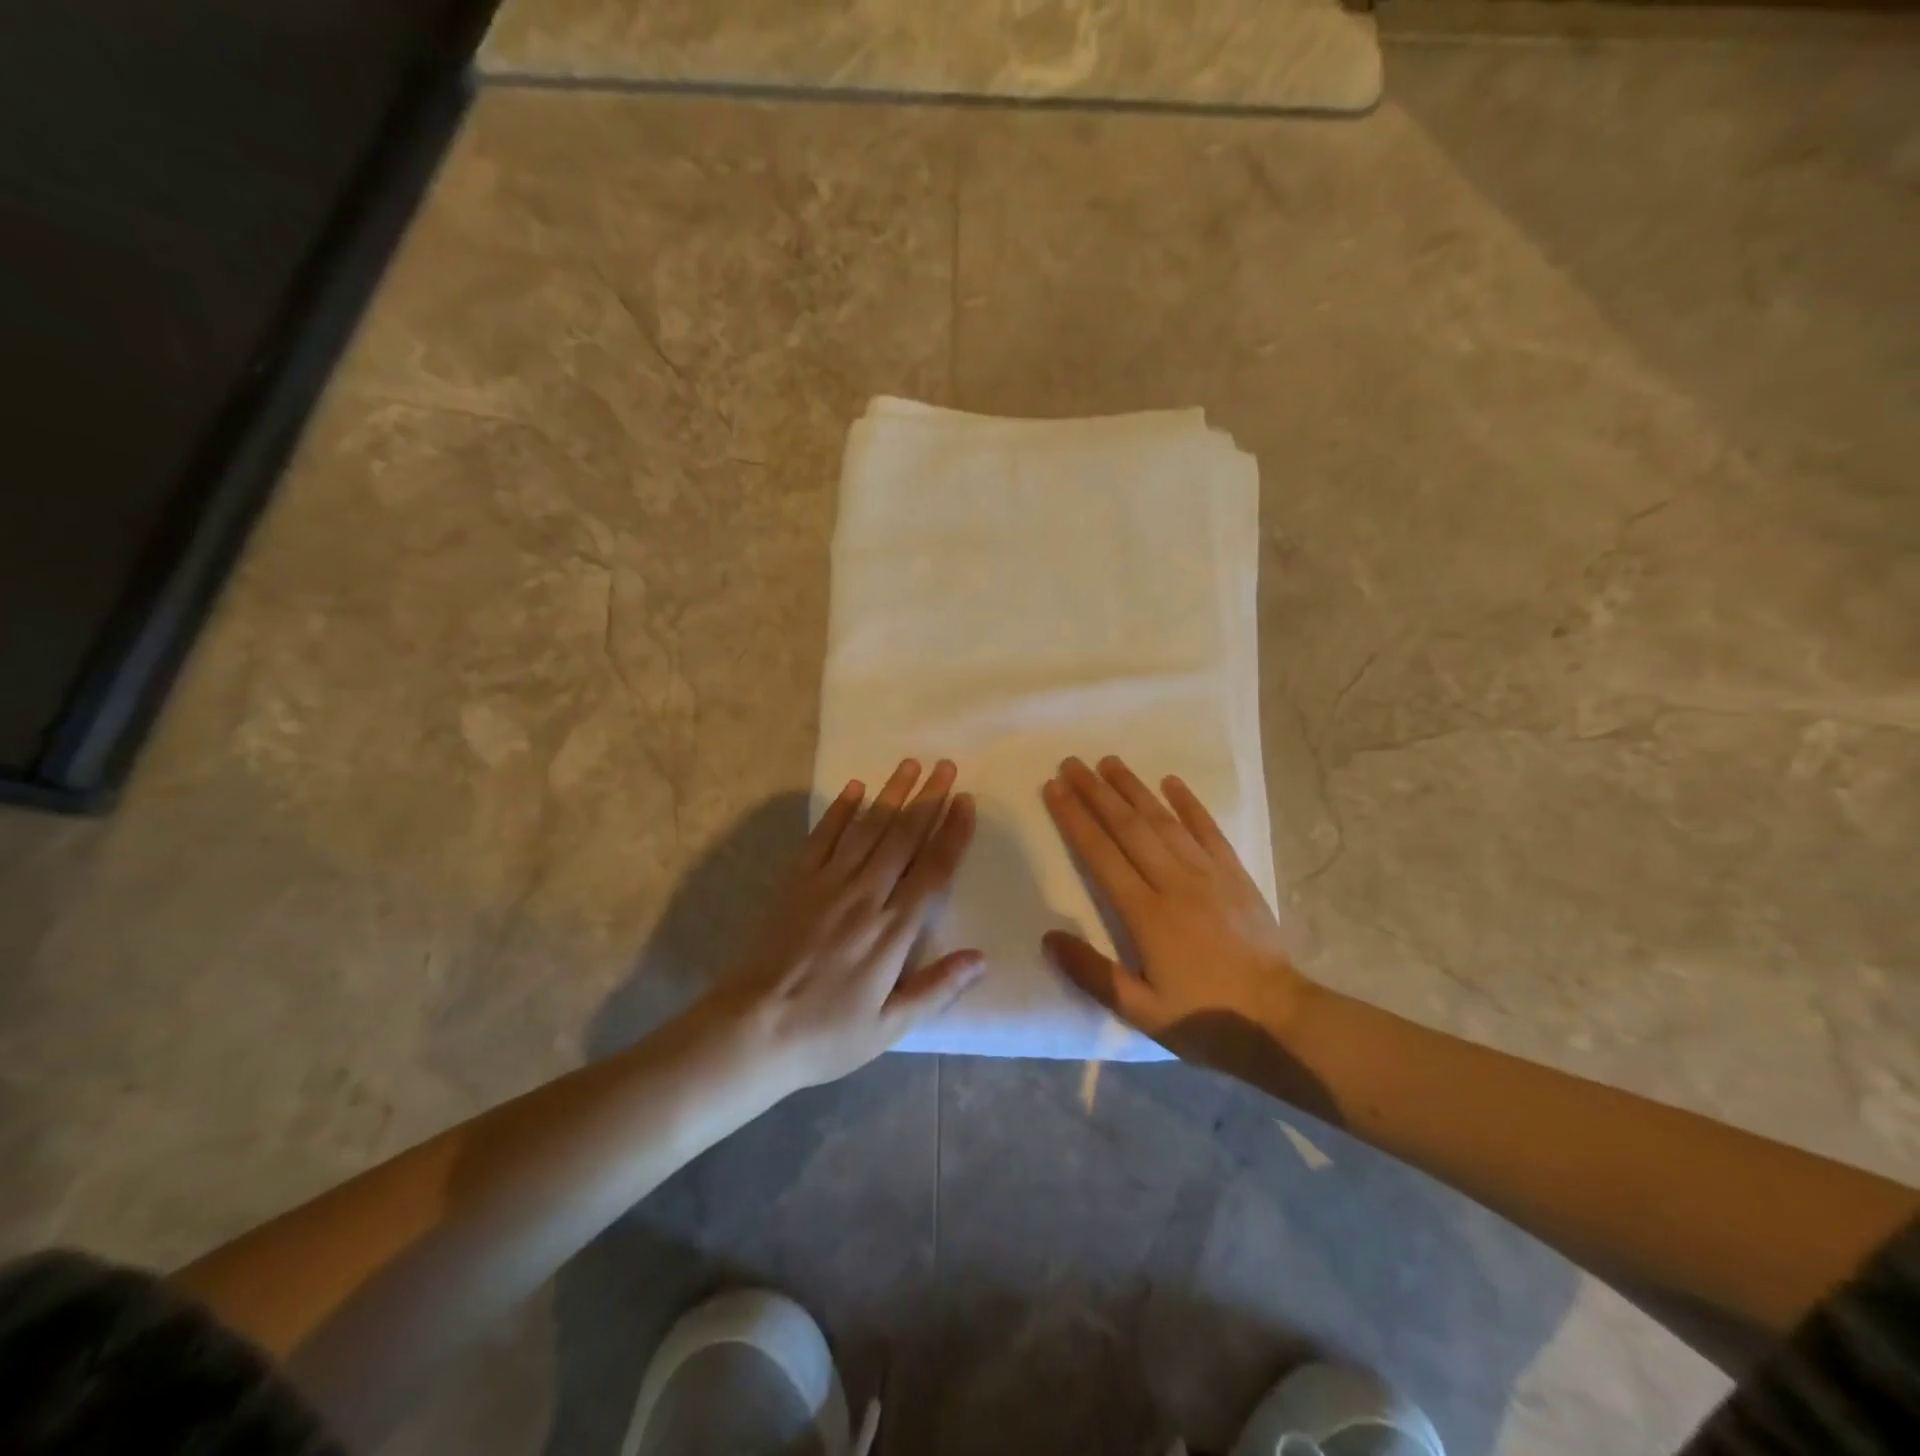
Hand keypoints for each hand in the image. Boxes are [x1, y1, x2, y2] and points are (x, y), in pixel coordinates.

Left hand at [697, 758, 982, 1092]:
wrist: (751, 1031)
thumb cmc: (825, 1034)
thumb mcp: (889, 1027)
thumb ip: (936, 988)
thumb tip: (982, 958)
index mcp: (893, 930)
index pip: (932, 870)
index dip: (952, 832)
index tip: (966, 801)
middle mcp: (865, 896)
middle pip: (903, 837)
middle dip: (928, 799)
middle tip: (946, 766)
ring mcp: (827, 884)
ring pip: (867, 829)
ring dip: (891, 794)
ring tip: (910, 765)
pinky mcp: (794, 882)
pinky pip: (821, 837)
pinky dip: (839, 810)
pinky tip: (854, 788)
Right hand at [1041, 756, 1313, 1071]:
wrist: (1279, 1020)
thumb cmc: (1203, 1018)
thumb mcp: (1140, 1010)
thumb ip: (1092, 973)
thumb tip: (1048, 937)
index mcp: (1146, 914)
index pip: (1101, 854)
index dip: (1075, 818)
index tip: (1054, 789)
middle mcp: (1174, 882)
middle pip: (1128, 827)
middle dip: (1096, 792)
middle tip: (1072, 763)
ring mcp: (1208, 874)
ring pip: (1164, 821)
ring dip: (1134, 789)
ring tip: (1110, 762)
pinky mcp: (1235, 875)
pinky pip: (1209, 830)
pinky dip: (1189, 803)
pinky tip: (1171, 782)